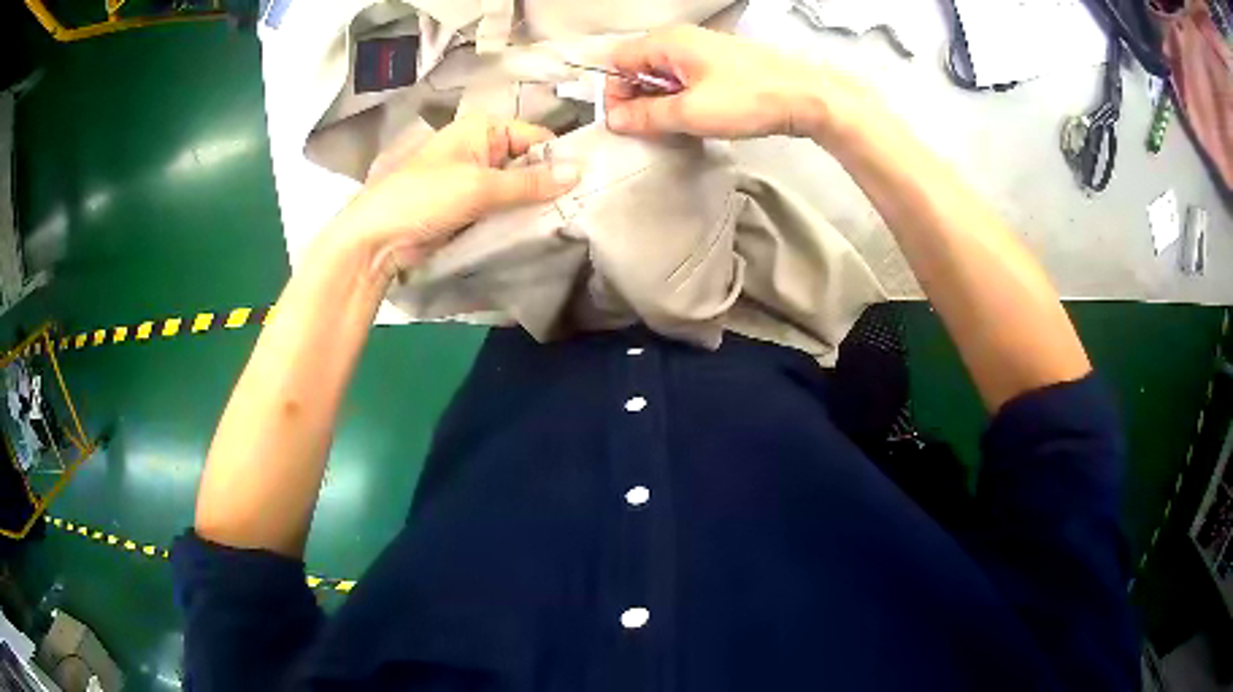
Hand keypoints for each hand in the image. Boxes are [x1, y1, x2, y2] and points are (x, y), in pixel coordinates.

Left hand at [323, 116, 580, 278]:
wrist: (378, 238)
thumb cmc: (424, 198)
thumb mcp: (479, 186)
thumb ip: (529, 182)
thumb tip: (578, 174)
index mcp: (483, 130)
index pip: (536, 138)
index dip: (560, 159)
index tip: (589, 185)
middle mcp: (482, 149)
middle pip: (529, 164)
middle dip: (550, 185)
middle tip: (583, 209)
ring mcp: (475, 181)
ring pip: (518, 190)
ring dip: (535, 205)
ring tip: (570, 222)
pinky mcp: (470, 209)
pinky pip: (503, 209)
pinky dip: (517, 219)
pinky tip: (542, 232)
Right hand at [604, 26, 871, 143]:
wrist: (806, 97)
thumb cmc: (749, 99)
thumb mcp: (690, 113)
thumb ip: (646, 116)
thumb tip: (614, 120)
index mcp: (668, 42)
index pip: (618, 61)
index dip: (614, 92)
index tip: (624, 121)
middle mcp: (682, 40)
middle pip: (640, 66)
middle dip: (637, 98)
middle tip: (649, 129)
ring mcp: (704, 51)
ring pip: (664, 75)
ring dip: (661, 102)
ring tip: (675, 127)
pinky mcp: (722, 65)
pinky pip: (687, 79)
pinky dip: (683, 99)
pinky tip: (696, 119)